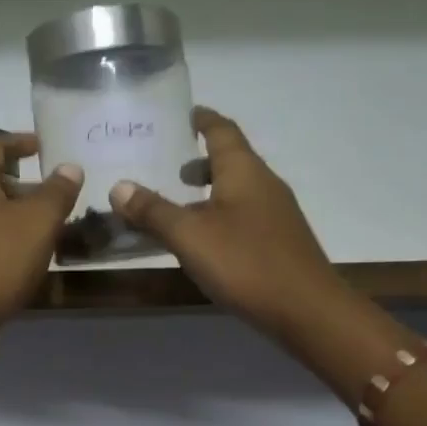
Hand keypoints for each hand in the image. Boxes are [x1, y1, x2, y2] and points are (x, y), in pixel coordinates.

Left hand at [0, 132, 81, 336]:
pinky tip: (23, 253)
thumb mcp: (39, 221)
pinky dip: (2, 234)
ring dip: (13, 211)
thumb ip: (57, 191)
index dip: (19, 142)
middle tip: (51, 190)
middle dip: (20, 181)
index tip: (41, 146)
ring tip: (44, 223)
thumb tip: (70, 167)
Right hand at [109, 107, 344, 340]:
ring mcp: (275, 214)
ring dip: (206, 191)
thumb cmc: (246, 262)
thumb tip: (119, 186)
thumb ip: (153, 210)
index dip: (200, 119)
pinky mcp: (278, 241)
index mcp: (244, 170)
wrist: (307, 311)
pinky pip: (242, 215)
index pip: (221, 130)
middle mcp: (263, 183)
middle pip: (230, 160)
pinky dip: (218, 215)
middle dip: (197, 160)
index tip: (180, 115)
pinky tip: (202, 240)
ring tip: (175, 205)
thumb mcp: (189, 235)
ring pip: (235, 190)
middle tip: (165, 166)